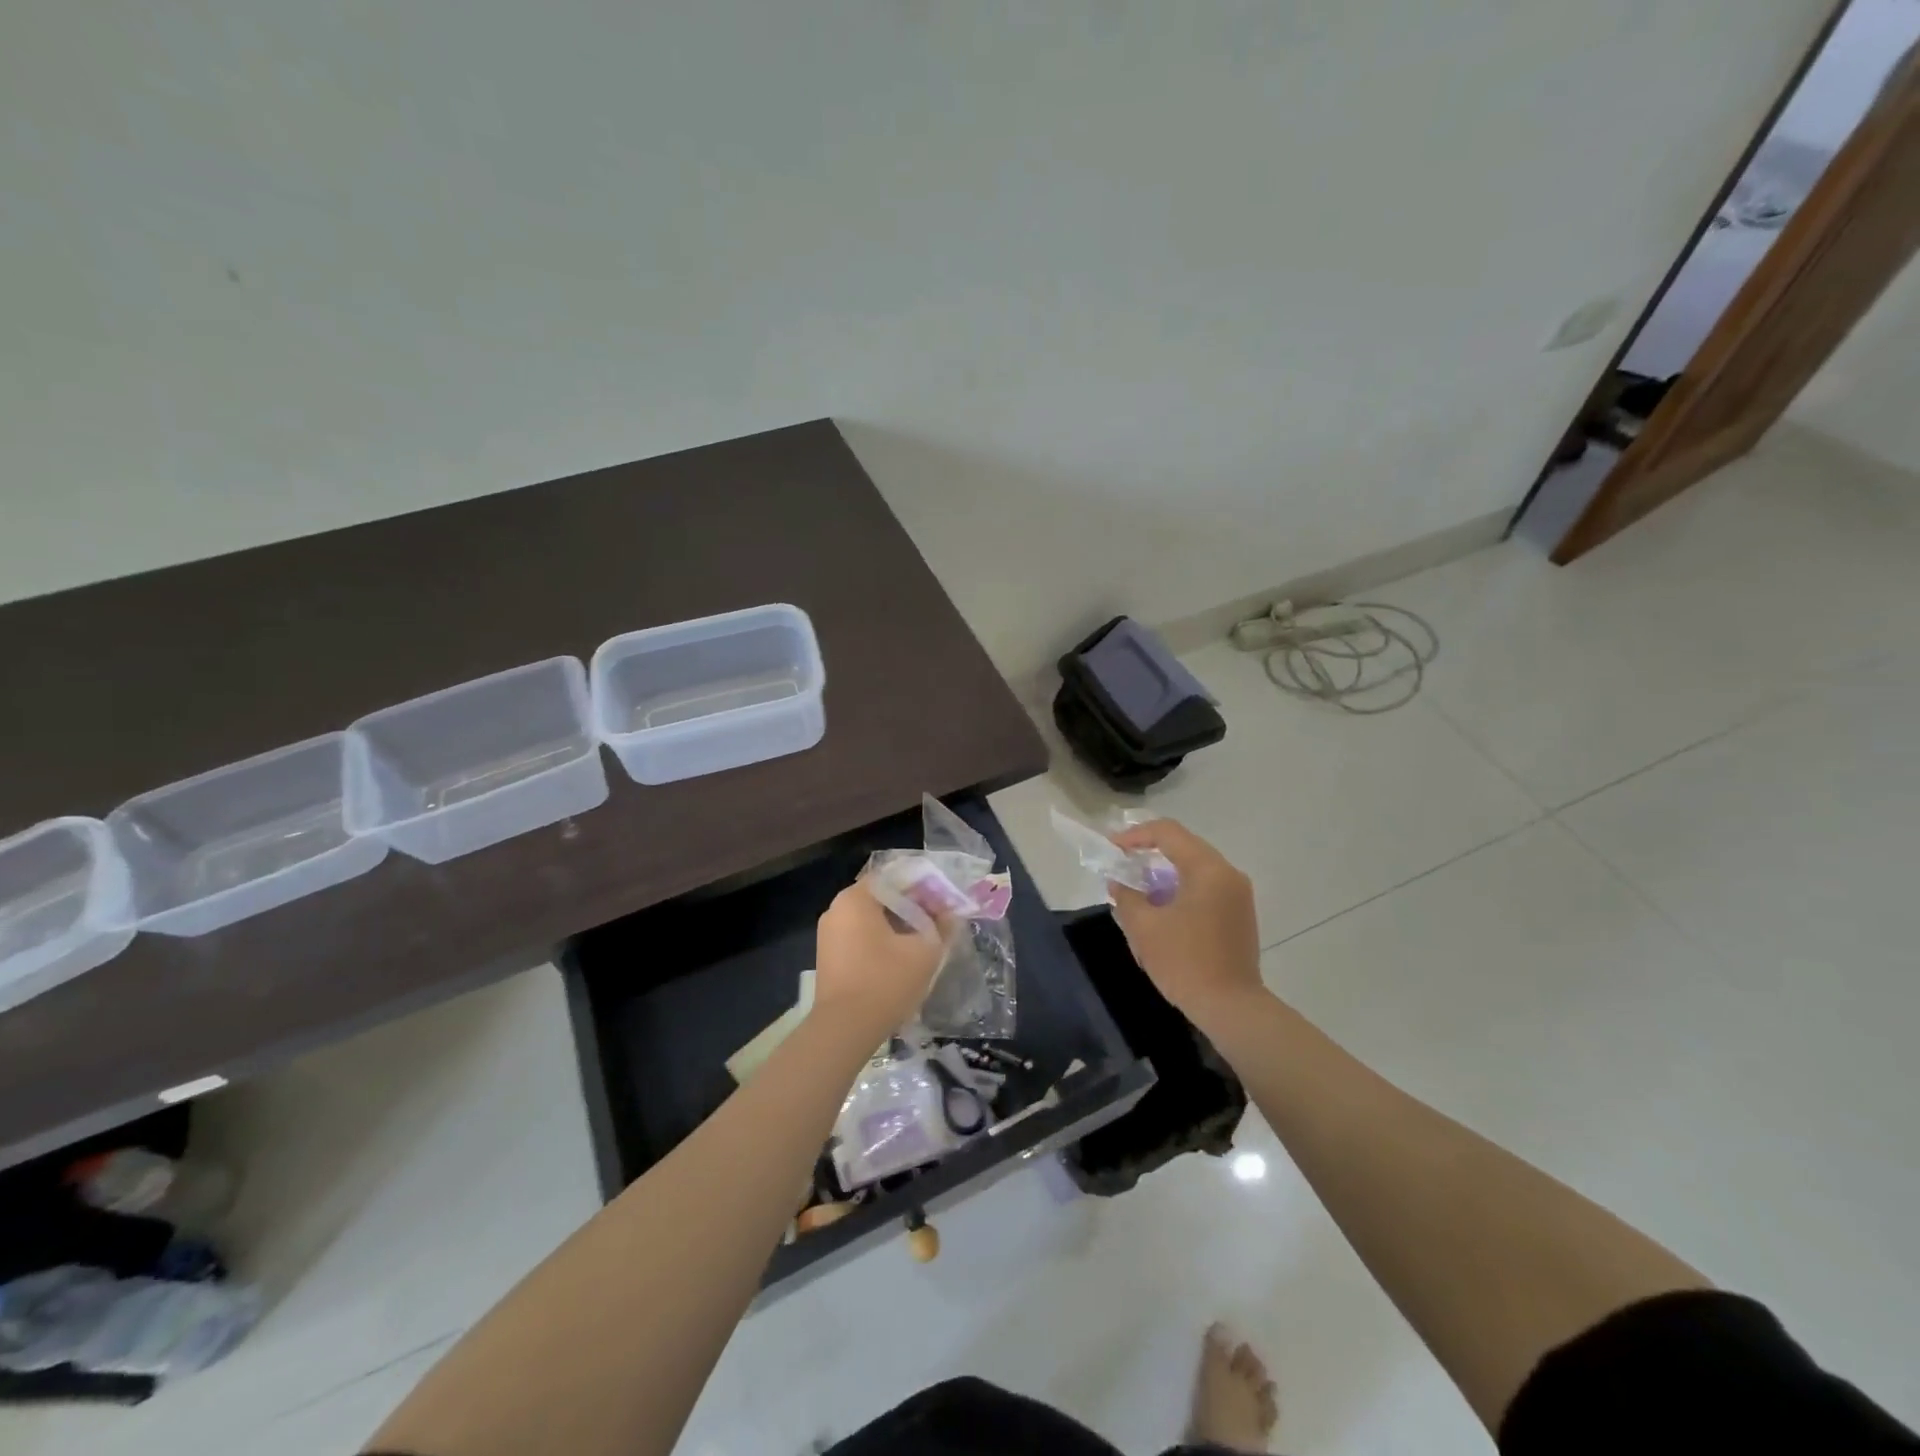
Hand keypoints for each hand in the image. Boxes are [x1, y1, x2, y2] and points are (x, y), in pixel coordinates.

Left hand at [814, 881, 951, 1037]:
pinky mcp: (829, 957)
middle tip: (938, 922)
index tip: (944, 904)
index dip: (924, 888)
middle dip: (912, 907)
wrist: (844, 1030)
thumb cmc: (885, 982)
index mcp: (855, 898)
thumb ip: (941, 926)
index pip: (895, 878)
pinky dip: (882, 941)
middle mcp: (837, 909)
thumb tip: (951, 915)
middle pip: (882, 897)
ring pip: (872, 919)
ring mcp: (829, 934)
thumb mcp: (924, 951)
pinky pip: (860, 937)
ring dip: (898, 925)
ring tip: (924, 941)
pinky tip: (901, 958)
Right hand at [1108, 818, 1264, 1024]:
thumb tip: (1118, 882)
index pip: (1168, 833)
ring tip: (1138, 887)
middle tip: (1122, 863)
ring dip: (1165, 872)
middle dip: (1150, 852)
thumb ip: (1126, 896)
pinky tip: (1162, 907)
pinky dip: (1181, 888)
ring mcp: (1238, 894)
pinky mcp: (1240, 914)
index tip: (1112, 848)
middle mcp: (1228, 874)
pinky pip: (1206, 886)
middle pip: (1184, 846)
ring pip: (1196, 867)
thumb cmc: (1184, 961)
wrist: (1231, 1007)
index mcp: (1207, 869)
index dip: (1135, 835)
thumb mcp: (1144, 927)